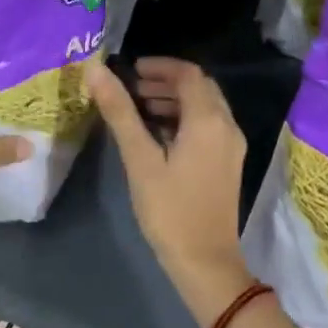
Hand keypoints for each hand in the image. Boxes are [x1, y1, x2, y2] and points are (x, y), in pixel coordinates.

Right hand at [85, 59, 253, 325]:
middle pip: (200, 87)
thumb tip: (96, 71)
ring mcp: (232, 146)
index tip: (130, 70)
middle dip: (167, 81)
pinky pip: (209, 126)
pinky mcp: (229, 163)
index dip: (159, 66)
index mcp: (209, 120)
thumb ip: (120, 112)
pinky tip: (159, 134)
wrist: (205, 261)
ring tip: (139, 108)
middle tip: (132, 87)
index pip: (188, 74)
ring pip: (206, 107)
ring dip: (175, 100)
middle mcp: (227, 126)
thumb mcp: (140, 159)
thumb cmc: (169, 209)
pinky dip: (185, 119)